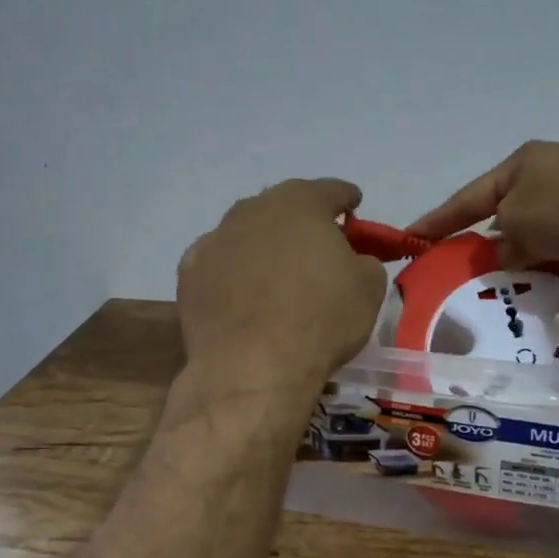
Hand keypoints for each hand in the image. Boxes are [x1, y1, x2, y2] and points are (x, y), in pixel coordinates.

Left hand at [179, 179, 387, 388]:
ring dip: (264, 245)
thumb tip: (352, 260)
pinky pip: (220, 263)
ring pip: (247, 233)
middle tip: (317, 244)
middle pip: (283, 206)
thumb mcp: (369, 288)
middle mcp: (253, 210)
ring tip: (276, 272)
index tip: (354, 205)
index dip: (346, 198)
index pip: (330, 190)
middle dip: (301, 220)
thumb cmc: (321, 320)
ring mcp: (215, 240)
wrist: (253, 367)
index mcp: (300, 203)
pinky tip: (242, 293)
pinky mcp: (189, 273)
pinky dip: (233, 272)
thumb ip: (364, 260)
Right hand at [408, 141, 558, 268]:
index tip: (411, 238)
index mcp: (520, 164)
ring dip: (531, 255)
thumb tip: (508, 253)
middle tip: (472, 272)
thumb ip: (504, 243)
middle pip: (508, 213)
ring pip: (543, 230)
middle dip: (491, 241)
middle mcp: (550, 171)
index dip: (437, 220)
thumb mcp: (521, 223)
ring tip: (520, 285)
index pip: (467, 198)